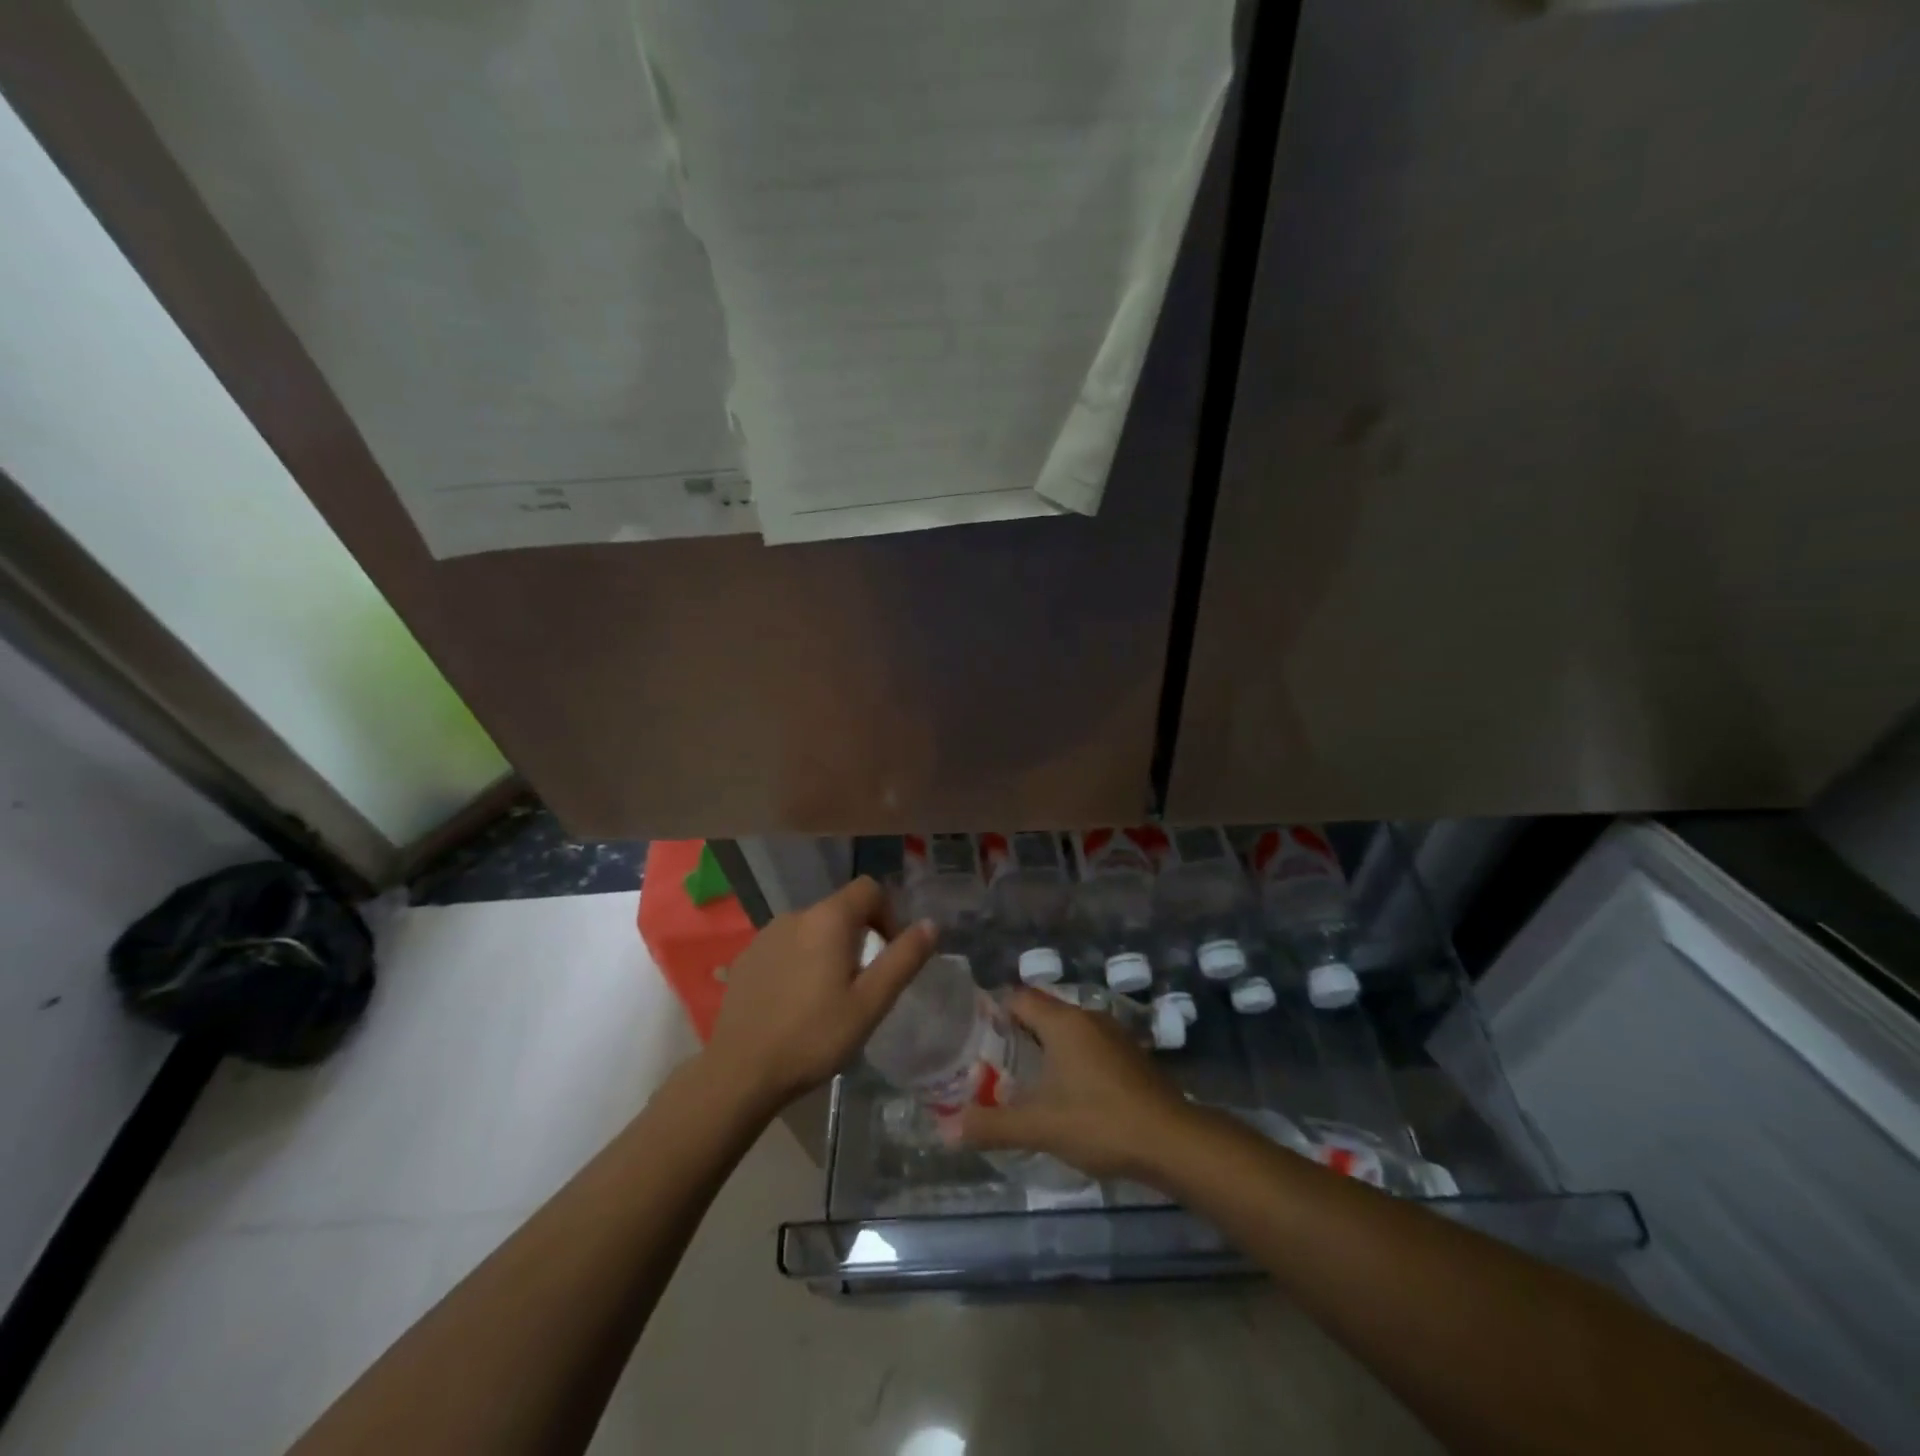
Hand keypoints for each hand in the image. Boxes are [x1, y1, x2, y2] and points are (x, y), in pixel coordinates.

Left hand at [704, 876, 935, 1111]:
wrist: (739, 1072)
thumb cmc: (814, 1036)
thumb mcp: (870, 1003)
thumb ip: (903, 959)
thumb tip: (930, 924)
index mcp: (828, 919)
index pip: (869, 889)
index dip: (888, 915)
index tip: (888, 953)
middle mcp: (795, 915)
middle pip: (840, 910)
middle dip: (859, 937)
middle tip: (862, 984)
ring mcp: (765, 935)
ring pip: (812, 930)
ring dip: (828, 950)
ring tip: (828, 997)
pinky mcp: (745, 958)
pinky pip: (785, 947)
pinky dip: (800, 962)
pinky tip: (795, 1003)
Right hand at [956, 989, 1194, 1181]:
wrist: (1174, 1141)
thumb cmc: (1101, 1122)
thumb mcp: (1040, 1126)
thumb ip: (992, 1126)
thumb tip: (945, 1131)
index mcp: (1063, 1021)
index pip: (1018, 997)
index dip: (994, 1012)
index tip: (974, 1038)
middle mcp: (1088, 1017)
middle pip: (1042, 1012)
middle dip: (1017, 1034)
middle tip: (991, 1063)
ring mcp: (1114, 1035)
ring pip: (1068, 1030)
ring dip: (1046, 1049)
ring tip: (1023, 1080)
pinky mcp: (1131, 1056)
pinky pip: (1089, 1046)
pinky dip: (1072, 1061)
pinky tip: (1066, 1093)